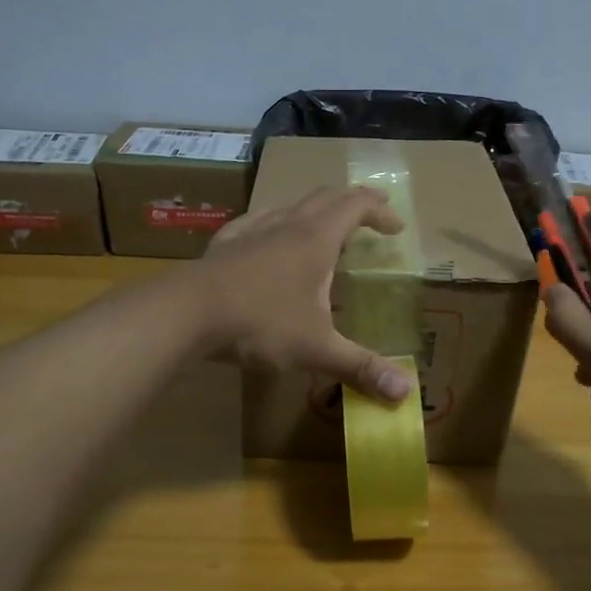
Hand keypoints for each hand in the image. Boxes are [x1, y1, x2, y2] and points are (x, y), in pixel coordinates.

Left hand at [194, 187, 413, 402]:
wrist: (186, 313)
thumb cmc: (259, 323)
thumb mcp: (316, 349)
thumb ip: (360, 367)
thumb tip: (405, 394)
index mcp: (315, 239)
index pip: (356, 206)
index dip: (380, 211)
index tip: (396, 226)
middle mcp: (286, 224)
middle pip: (325, 197)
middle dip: (352, 201)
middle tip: (371, 213)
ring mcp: (251, 230)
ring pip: (290, 205)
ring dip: (314, 211)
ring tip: (324, 230)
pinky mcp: (224, 244)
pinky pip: (257, 220)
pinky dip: (276, 223)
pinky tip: (268, 240)